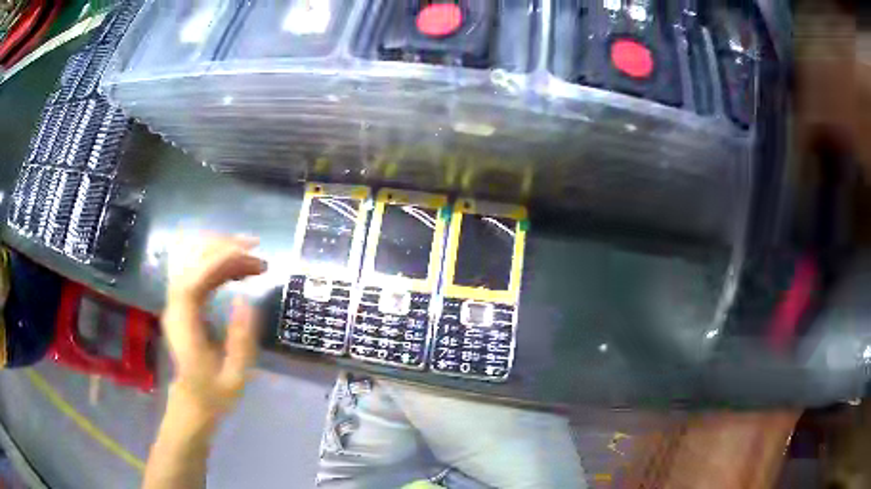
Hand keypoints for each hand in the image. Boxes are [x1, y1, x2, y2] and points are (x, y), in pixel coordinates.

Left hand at [162, 234, 267, 420]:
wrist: (193, 401)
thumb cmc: (214, 393)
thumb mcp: (235, 376)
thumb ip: (240, 341)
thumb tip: (246, 300)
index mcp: (183, 325)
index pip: (192, 278)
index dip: (217, 258)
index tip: (248, 253)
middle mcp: (175, 306)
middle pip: (190, 261)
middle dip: (223, 248)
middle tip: (258, 253)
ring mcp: (177, 302)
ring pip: (194, 261)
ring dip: (223, 253)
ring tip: (255, 263)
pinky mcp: (183, 302)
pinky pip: (199, 272)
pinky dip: (220, 265)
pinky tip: (240, 271)